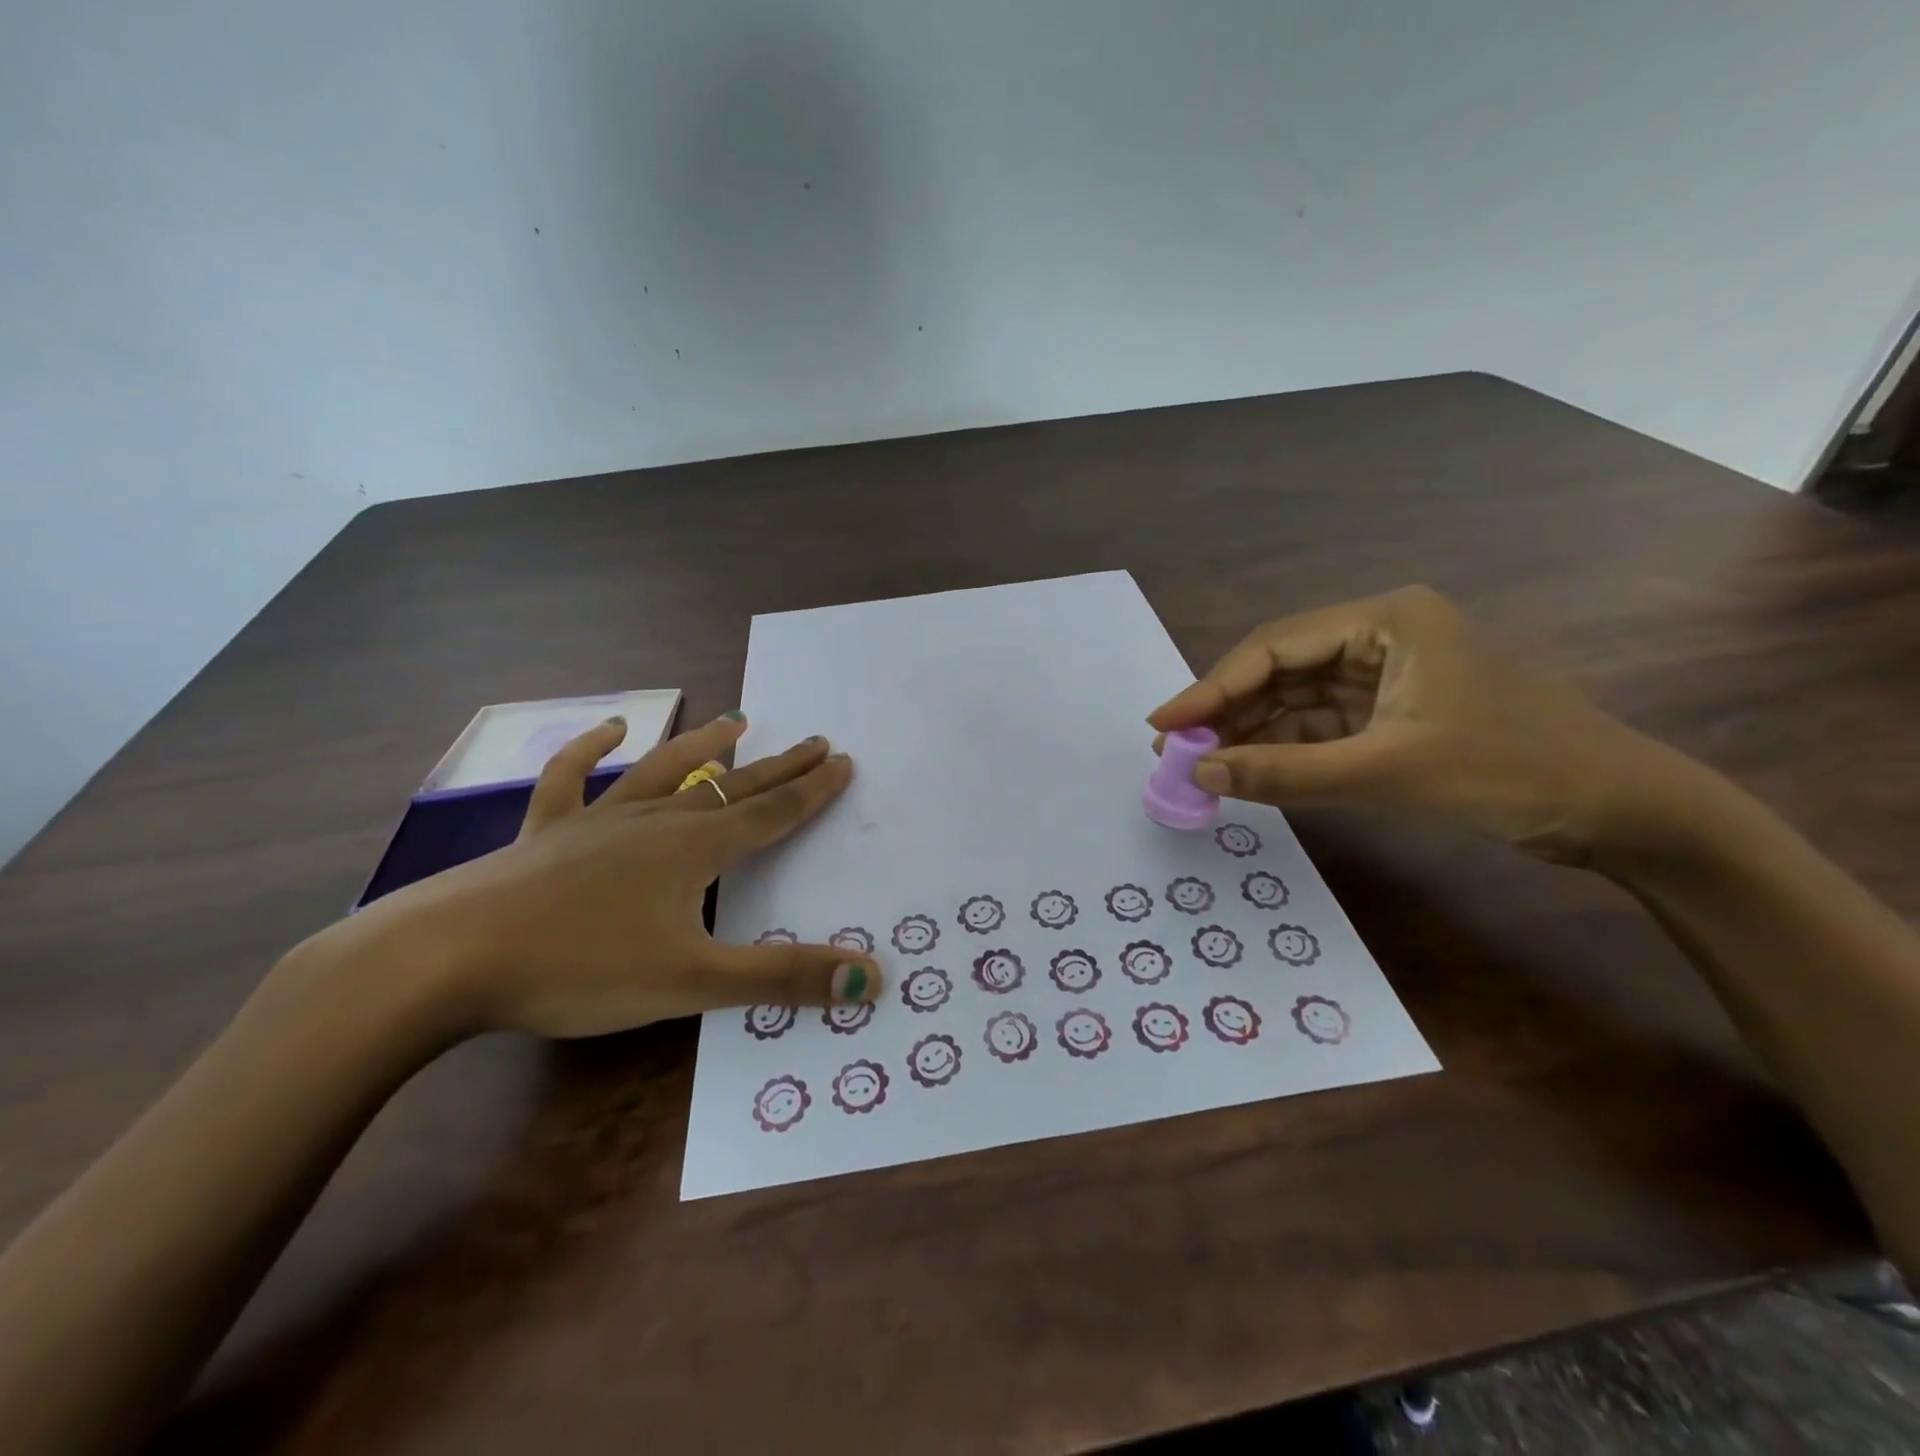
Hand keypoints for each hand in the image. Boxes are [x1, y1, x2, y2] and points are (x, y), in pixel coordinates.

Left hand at [333, 714, 882, 1036]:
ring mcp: (596, 821)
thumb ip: (782, 978)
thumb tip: (871, 976)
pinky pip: (571, 778)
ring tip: (736, 721)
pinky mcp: (545, 832)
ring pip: (662, 770)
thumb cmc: (579, 968)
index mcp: (694, 850)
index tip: (843, 760)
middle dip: (778, 766)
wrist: (444, 960)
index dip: (812, 790)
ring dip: (702, 746)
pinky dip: (590, 747)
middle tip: (815, 741)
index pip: (771, 813)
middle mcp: (655, 822)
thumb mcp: (692, 982)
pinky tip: (610, 726)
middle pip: (731, 787)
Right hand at [1148, 586, 1675, 864]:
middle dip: (1227, 711)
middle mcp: (1382, 635)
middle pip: (1281, 669)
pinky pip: (1323, 723)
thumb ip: (1286, 772)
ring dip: (1252, 731)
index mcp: (1387, 620)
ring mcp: (1391, 674)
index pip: (1275, 647)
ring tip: (1202, 765)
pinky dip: (1287, 746)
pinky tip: (1251, 767)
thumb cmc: (1513, 772)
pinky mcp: (1398, 711)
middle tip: (1175, 752)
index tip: (1162, 726)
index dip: (1211, 687)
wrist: (1625, 812)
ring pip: (1298, 698)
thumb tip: (1200, 773)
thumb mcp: (1388, 772)